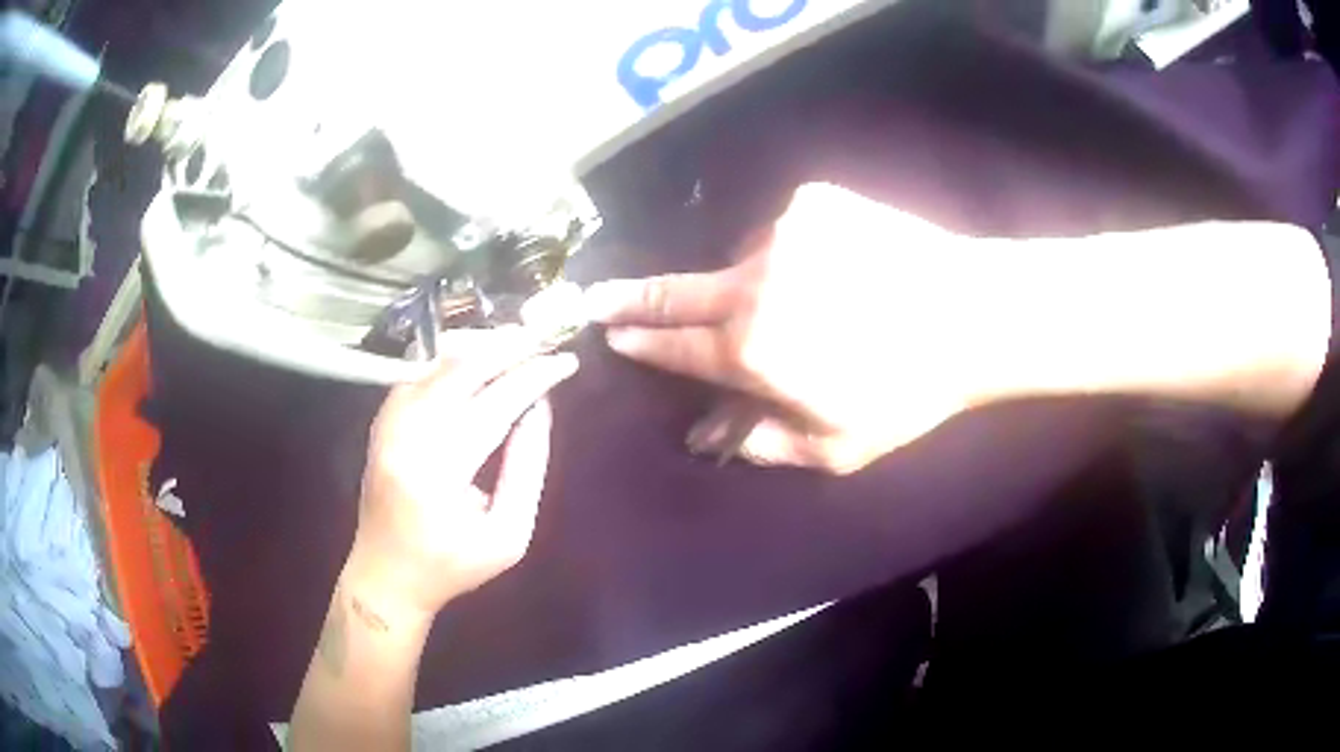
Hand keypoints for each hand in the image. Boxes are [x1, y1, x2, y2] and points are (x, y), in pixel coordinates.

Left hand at [348, 329, 577, 619]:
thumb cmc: (451, 566)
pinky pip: (417, 374)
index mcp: (438, 473)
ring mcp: (386, 425)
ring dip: (477, 347)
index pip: (493, 405)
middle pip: (458, 371)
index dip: (532, 378)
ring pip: (434, 365)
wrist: (386, 575)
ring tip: (516, 340)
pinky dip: (449, 360)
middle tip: (542, 336)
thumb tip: (539, 409)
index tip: (565, 360)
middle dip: (505, 347)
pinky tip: (475, 356)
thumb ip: (527, 469)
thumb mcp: (508, 536)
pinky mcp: (380, 422)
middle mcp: (405, 437)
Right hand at [585, 183, 992, 474]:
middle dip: (632, 297)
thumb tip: (708, 436)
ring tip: (805, 300)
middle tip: (597, 295)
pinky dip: (792, 251)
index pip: (677, 346)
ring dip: (750, 280)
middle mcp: (753, 283)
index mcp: (753, 349)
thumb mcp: (837, 445)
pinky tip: (834, 267)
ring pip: (741, 260)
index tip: (612, 332)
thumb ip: (763, 442)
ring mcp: (781, 232)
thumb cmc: (907, 390)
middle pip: (676, 291)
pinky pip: (783, 230)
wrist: (973, 313)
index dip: (642, 341)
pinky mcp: (814, 202)